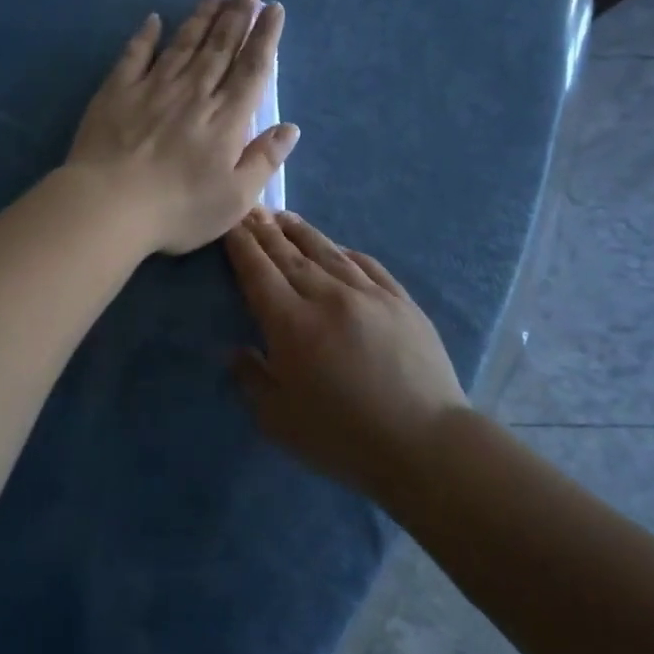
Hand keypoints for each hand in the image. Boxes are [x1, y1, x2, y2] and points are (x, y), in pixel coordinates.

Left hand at [68, 0, 297, 255]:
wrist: (109, 205)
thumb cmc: (178, 209)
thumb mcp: (235, 198)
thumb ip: (264, 160)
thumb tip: (290, 128)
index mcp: (226, 119)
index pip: (252, 69)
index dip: (266, 37)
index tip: (274, 9)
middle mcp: (194, 93)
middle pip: (220, 47)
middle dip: (238, 14)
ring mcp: (153, 88)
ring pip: (184, 43)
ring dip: (201, 16)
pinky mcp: (117, 92)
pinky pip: (135, 55)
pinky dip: (145, 35)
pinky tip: (154, 19)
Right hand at [224, 209, 466, 501]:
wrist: (423, 443)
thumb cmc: (343, 438)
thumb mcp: (279, 421)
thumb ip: (252, 380)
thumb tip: (236, 351)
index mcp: (292, 324)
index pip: (258, 272)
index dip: (241, 246)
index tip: (230, 225)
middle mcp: (328, 297)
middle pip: (289, 255)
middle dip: (264, 231)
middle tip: (250, 211)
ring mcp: (369, 294)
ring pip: (327, 252)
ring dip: (301, 232)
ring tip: (283, 217)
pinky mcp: (400, 300)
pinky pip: (367, 265)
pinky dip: (346, 251)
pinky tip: (337, 247)